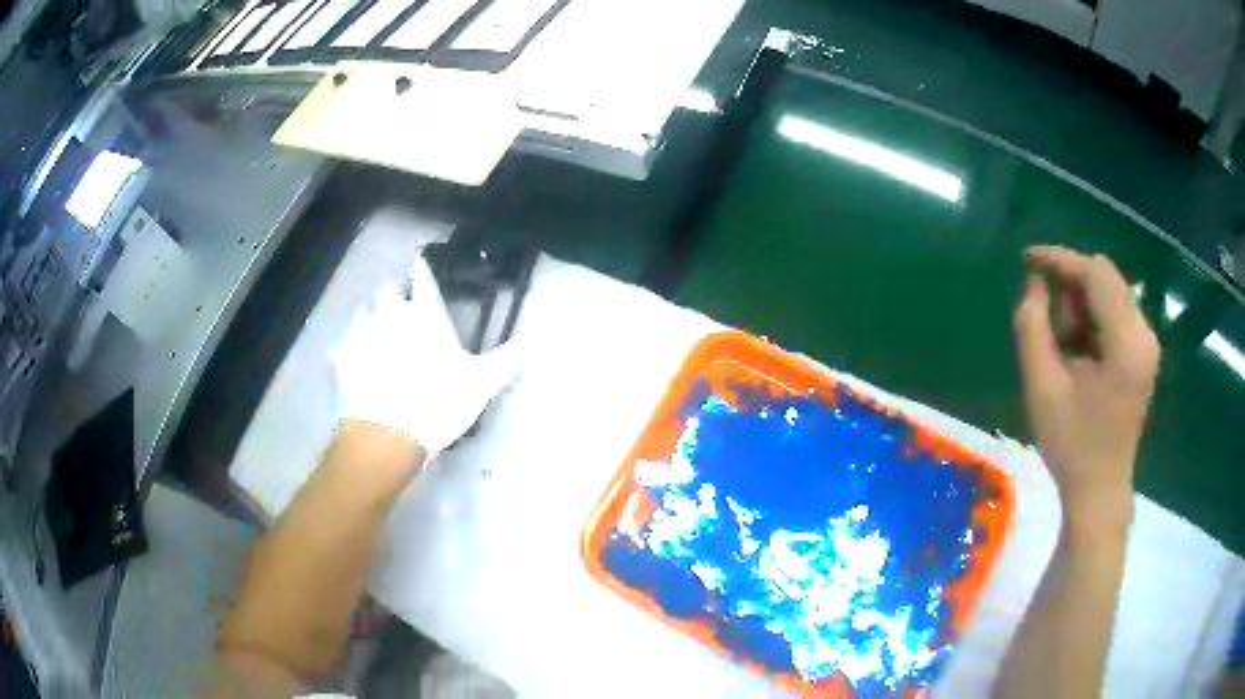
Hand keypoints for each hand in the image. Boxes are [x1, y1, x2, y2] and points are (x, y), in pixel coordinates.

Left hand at [330, 255, 519, 456]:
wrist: (387, 436)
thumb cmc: (438, 403)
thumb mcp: (481, 384)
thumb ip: (505, 360)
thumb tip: (530, 341)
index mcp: (424, 315)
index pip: (423, 278)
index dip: (422, 269)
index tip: (419, 262)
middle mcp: (389, 315)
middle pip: (386, 291)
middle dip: (392, 298)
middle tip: (400, 315)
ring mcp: (361, 335)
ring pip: (361, 314)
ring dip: (369, 321)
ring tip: (376, 337)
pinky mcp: (341, 359)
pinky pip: (343, 347)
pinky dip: (348, 353)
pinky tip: (354, 366)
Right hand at [1013, 246, 1159, 531]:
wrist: (1099, 491)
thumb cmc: (1071, 446)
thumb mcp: (1042, 387)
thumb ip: (1033, 326)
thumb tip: (1035, 283)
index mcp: (1127, 344)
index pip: (1096, 273)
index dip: (1061, 259)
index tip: (1028, 259)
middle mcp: (1145, 334)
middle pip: (1106, 278)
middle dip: (1071, 286)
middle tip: (1046, 320)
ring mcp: (1148, 344)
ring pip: (1110, 292)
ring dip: (1081, 305)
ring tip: (1063, 346)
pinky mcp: (1144, 353)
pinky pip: (1116, 313)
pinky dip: (1093, 320)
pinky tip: (1079, 352)